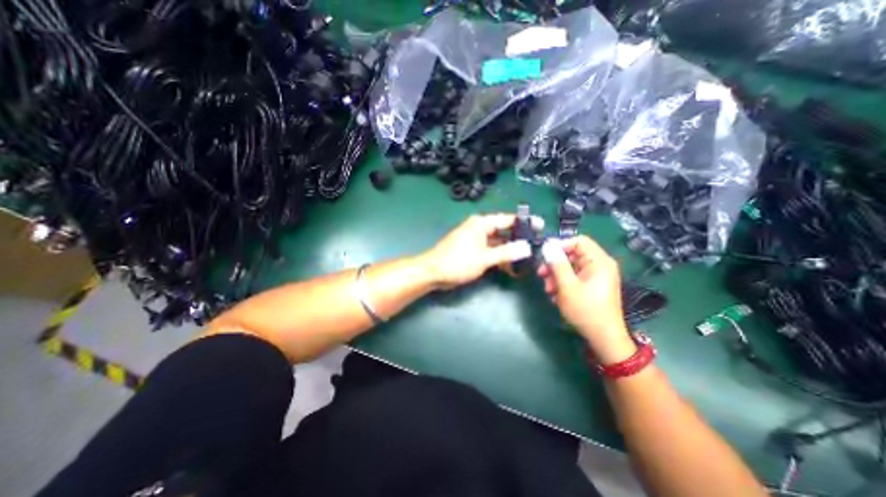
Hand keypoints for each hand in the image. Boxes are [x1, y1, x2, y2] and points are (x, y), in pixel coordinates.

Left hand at [420, 211, 542, 288]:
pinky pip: (491, 251)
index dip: (525, 223)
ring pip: (498, 243)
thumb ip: (506, 252)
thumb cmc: (458, 262)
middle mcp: (479, 229)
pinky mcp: (473, 251)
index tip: (541, 226)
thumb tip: (527, 247)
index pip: (507, 219)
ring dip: (510, 251)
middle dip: (519, 239)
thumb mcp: (484, 257)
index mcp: (481, 224)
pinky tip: (511, 267)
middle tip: (537, 246)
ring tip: (527, 259)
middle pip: (504, 231)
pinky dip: (500, 258)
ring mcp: (476, 240)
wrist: (433, 273)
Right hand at [532, 235, 636, 362]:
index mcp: (599, 261)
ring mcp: (596, 277)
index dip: (560, 245)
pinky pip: (575, 278)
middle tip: (541, 274)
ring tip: (548, 290)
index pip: (578, 241)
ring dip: (556, 276)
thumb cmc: (586, 310)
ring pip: (571, 267)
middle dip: (555, 264)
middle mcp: (600, 266)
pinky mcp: (593, 286)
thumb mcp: (567, 286)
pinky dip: (563, 284)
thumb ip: (557, 264)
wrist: (603, 338)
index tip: (544, 256)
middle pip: (573, 255)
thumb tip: (547, 245)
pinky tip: (556, 296)